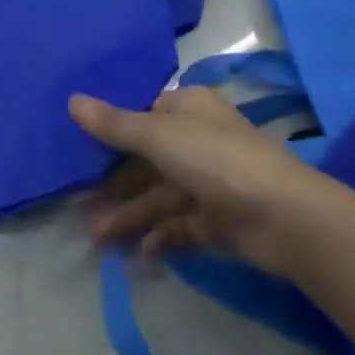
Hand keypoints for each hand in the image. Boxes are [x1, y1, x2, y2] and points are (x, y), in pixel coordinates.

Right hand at [70, 87, 310, 273]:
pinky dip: (158, 236)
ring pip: (159, 195)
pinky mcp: (218, 219)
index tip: (78, 150)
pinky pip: (179, 225)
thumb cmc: (215, 158)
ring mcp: (208, 181)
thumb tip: (72, 100)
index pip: (142, 114)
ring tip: (96, 237)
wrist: (283, 216)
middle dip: (114, 183)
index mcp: (186, 108)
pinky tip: (137, 253)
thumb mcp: (157, 135)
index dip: (111, 131)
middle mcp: (196, 139)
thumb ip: (114, 124)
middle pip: (146, 159)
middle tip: (78, 203)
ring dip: (129, 214)